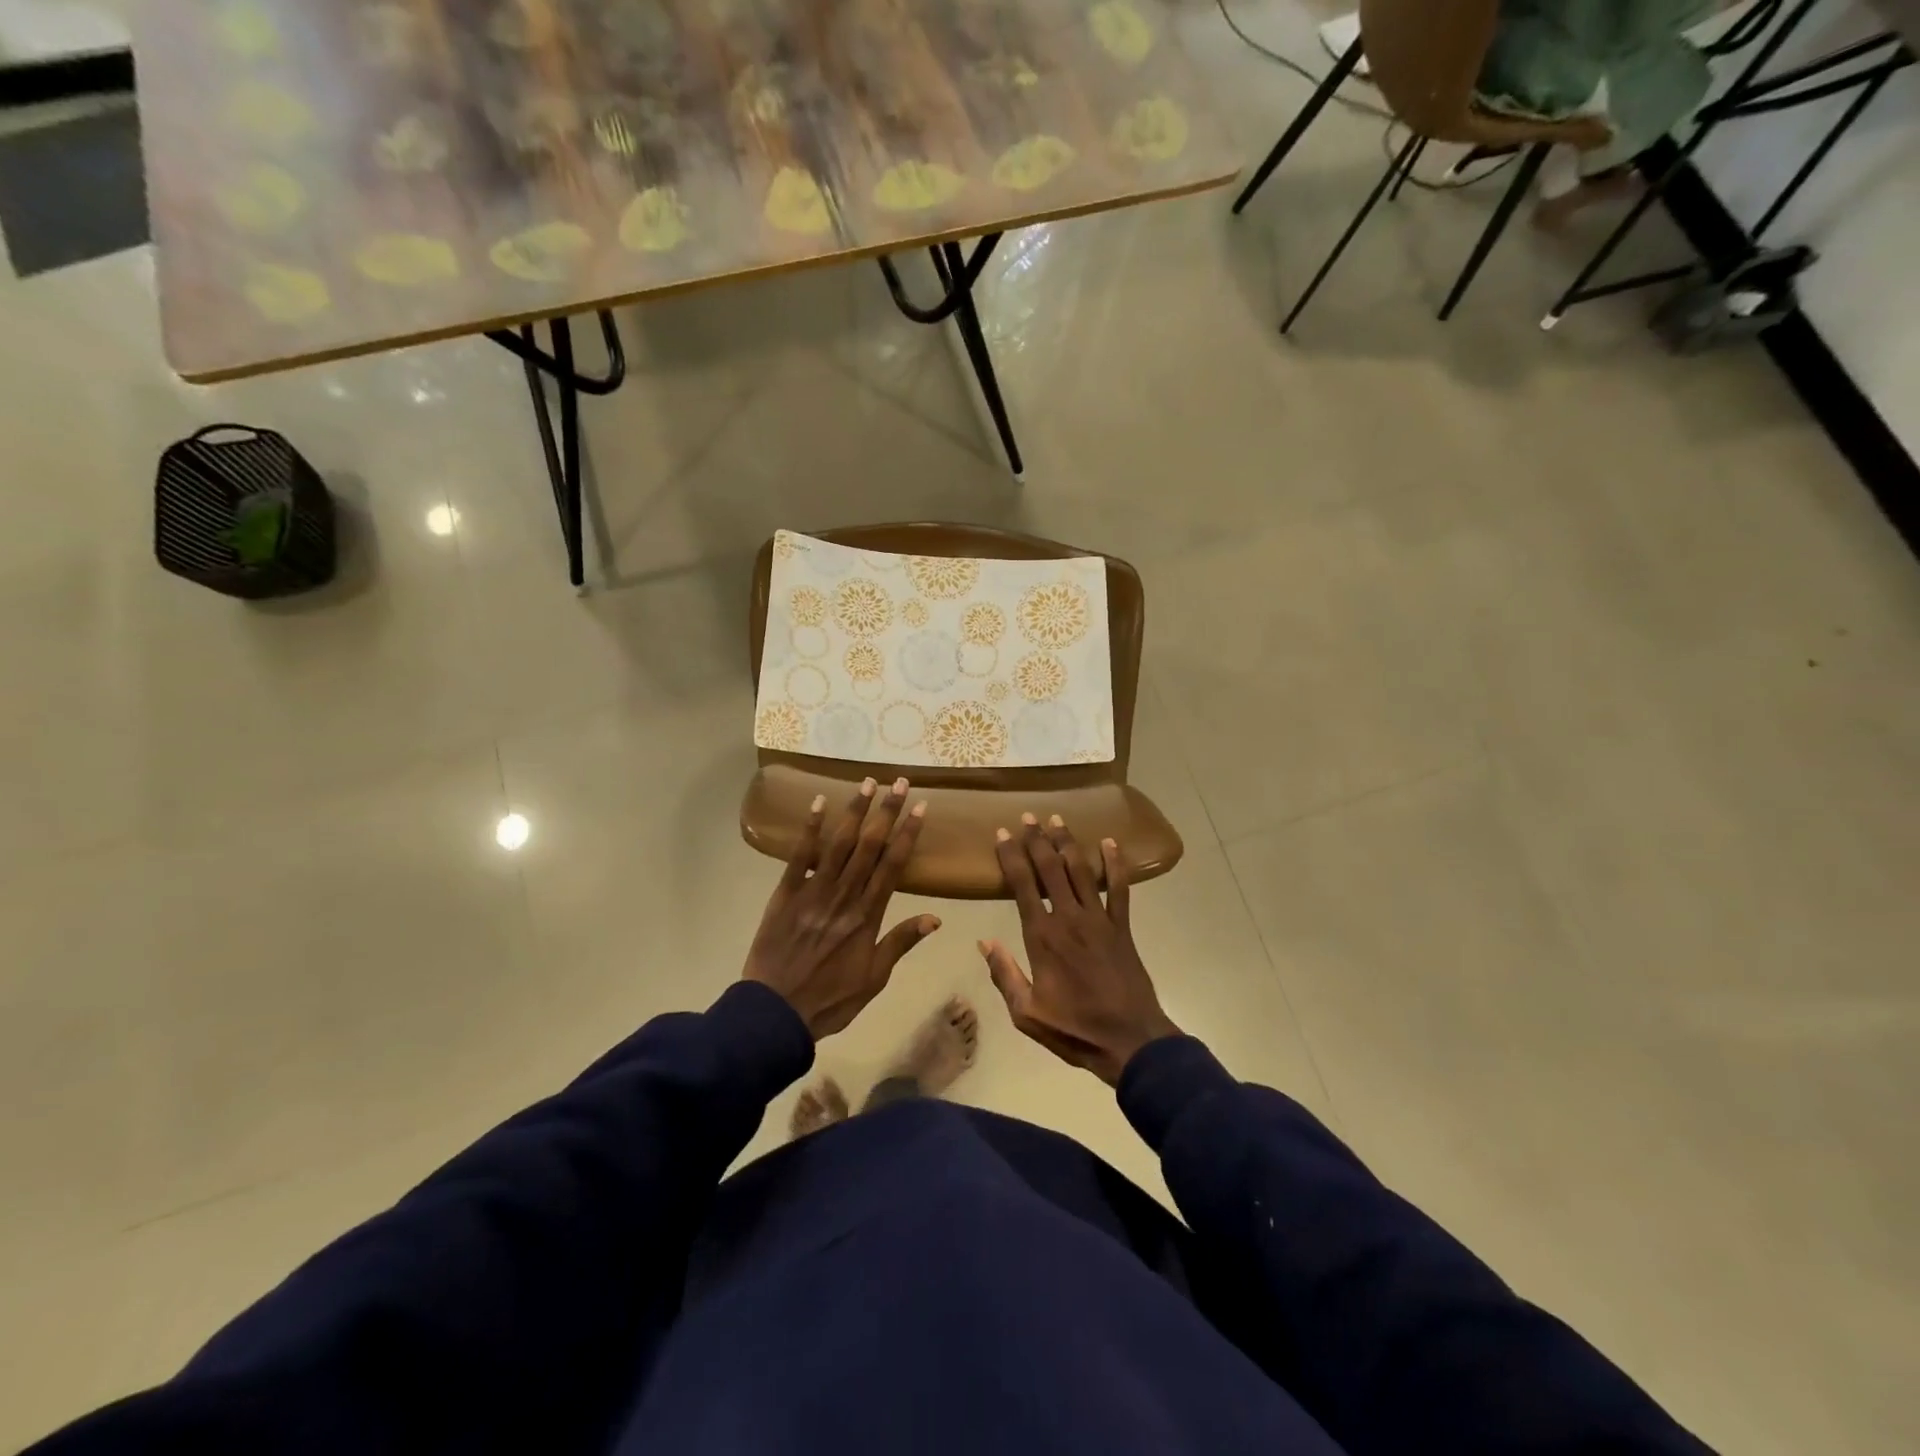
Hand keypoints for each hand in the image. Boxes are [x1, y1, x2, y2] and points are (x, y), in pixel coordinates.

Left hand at [744, 778, 940, 1039]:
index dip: (908, 835)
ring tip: (868, 782)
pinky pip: (799, 856)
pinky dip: (810, 829)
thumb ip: (901, 943)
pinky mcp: (785, 893)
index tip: (920, 808)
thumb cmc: (830, 999)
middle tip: (900, 782)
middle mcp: (844, 896)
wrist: (776, 1013)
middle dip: (886, 812)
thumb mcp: (874, 978)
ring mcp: (813, 892)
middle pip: (869, 846)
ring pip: (839, 844)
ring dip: (854, 811)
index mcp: (868, 916)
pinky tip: (818, 803)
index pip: (893, 866)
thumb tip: (935, 918)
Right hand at [981, 815, 1179, 1085]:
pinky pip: (1120, 888)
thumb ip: (1004, 975)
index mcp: (1042, 937)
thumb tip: (983, 943)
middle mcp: (1069, 918)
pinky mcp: (1122, 927)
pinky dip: (1115, 864)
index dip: (1011, 856)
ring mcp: (1099, 920)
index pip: (1022, 886)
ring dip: (1068, 843)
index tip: (1002, 833)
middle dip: (1038, 839)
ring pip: (1081, 871)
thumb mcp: (1026, 1014)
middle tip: (1028, 816)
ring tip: (1057, 819)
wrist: (1130, 1041)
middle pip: (1051, 869)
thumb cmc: (1074, 1030)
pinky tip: (1110, 842)